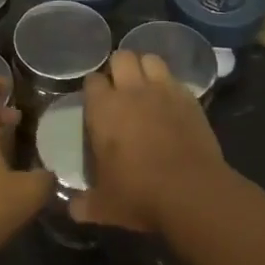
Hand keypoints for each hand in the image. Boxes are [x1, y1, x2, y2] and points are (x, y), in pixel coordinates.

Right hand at [75, 50, 229, 231]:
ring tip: (145, 86)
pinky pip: (175, 79)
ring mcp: (163, 91)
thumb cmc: (139, 195)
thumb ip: (83, 204)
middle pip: (121, 57)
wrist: (192, 192)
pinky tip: (170, 102)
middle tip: (120, 89)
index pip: (92, 80)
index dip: (94, 89)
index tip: (96, 103)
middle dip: (119, 68)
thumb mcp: (104, 206)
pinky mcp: (190, 98)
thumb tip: (72, 208)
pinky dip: (170, 85)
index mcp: (103, 109)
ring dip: (145, 68)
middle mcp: (131, 91)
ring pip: (150, 59)